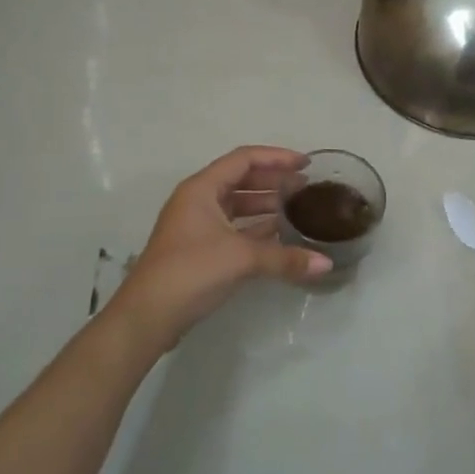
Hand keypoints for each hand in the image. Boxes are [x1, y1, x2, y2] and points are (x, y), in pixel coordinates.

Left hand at [107, 146, 330, 355]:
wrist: (148, 316)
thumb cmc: (191, 271)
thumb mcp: (241, 259)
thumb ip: (285, 258)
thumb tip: (326, 264)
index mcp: (202, 189)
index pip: (244, 159)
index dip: (276, 157)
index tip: (305, 163)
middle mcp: (198, 201)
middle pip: (241, 180)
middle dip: (274, 181)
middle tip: (306, 187)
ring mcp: (197, 226)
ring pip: (238, 206)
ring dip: (266, 205)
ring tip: (298, 209)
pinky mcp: (200, 249)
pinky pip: (235, 228)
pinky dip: (257, 229)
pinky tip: (281, 236)